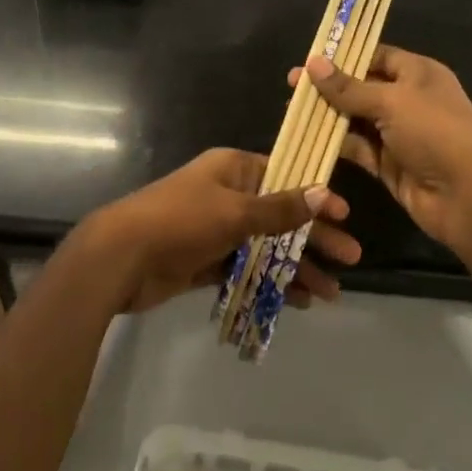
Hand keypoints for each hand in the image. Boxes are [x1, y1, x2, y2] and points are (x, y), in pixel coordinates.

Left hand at [77, 148, 358, 312]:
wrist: (120, 258)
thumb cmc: (180, 221)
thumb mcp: (235, 211)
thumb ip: (279, 209)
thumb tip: (322, 193)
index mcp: (233, 170)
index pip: (285, 177)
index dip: (315, 196)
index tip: (345, 216)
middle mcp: (227, 195)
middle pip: (280, 216)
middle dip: (314, 238)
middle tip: (351, 259)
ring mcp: (216, 230)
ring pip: (266, 246)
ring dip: (296, 267)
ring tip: (331, 293)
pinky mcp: (206, 261)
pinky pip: (247, 269)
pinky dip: (270, 282)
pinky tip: (298, 301)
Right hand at [293, 45, 471, 251]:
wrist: (468, 196)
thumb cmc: (435, 133)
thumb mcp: (391, 102)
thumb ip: (349, 87)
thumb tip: (313, 63)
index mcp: (418, 73)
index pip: (377, 55)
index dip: (344, 56)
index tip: (310, 58)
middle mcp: (408, 100)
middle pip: (362, 87)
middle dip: (329, 87)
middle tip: (291, 86)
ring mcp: (398, 133)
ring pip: (356, 119)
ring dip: (328, 116)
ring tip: (292, 111)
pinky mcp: (389, 164)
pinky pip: (358, 148)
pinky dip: (336, 144)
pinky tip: (308, 138)